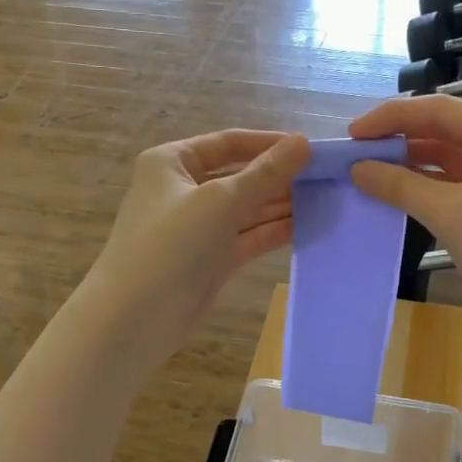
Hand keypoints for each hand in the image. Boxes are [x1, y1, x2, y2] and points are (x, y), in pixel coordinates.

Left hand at [80, 130, 310, 363]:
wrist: (134, 318)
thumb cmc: (171, 244)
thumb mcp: (220, 200)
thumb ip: (265, 173)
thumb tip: (303, 143)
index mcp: (172, 162)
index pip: (228, 143)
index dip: (269, 143)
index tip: (311, 148)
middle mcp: (183, 189)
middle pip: (240, 175)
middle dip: (279, 177)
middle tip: (326, 177)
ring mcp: (197, 227)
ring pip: (246, 209)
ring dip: (281, 205)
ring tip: (326, 199)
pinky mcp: (210, 259)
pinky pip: (247, 237)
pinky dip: (273, 231)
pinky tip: (307, 225)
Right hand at [349, 97, 461, 362]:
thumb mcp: (451, 214)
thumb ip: (400, 185)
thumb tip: (357, 168)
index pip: (441, 110)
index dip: (392, 118)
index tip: (351, 134)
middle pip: (448, 129)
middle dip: (401, 140)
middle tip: (356, 154)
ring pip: (453, 156)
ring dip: (413, 163)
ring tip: (369, 172)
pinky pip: (461, 181)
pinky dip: (430, 185)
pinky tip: (398, 192)